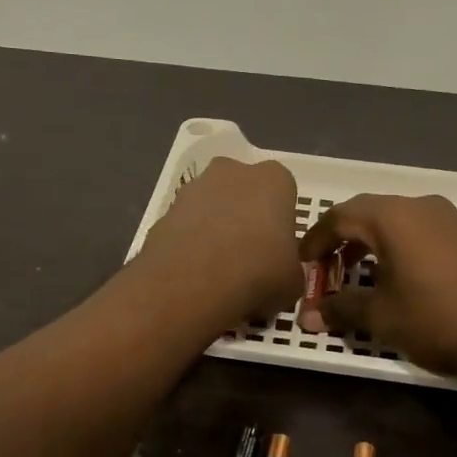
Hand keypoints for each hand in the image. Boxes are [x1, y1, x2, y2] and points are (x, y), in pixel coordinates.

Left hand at [136, 158, 304, 325]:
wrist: (192, 284)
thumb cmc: (258, 273)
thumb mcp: (293, 282)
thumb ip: (290, 269)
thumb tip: (281, 276)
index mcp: (274, 180)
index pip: (283, 193)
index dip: (280, 222)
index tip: (277, 250)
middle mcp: (232, 172)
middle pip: (243, 191)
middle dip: (245, 217)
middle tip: (248, 257)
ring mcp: (193, 189)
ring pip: (211, 207)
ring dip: (214, 230)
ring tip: (218, 271)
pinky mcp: (164, 212)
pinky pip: (185, 227)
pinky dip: (189, 245)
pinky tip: (193, 274)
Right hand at [300, 194, 456, 378]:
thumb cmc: (436, 319)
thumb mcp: (380, 316)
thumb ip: (340, 309)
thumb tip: (307, 316)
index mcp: (392, 217)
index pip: (339, 216)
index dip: (315, 240)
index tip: (302, 264)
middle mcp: (417, 206)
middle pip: (365, 212)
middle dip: (339, 238)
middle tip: (324, 268)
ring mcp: (444, 217)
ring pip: (392, 219)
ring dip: (367, 242)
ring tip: (354, 273)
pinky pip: (415, 229)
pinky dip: (393, 245)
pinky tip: (392, 275)